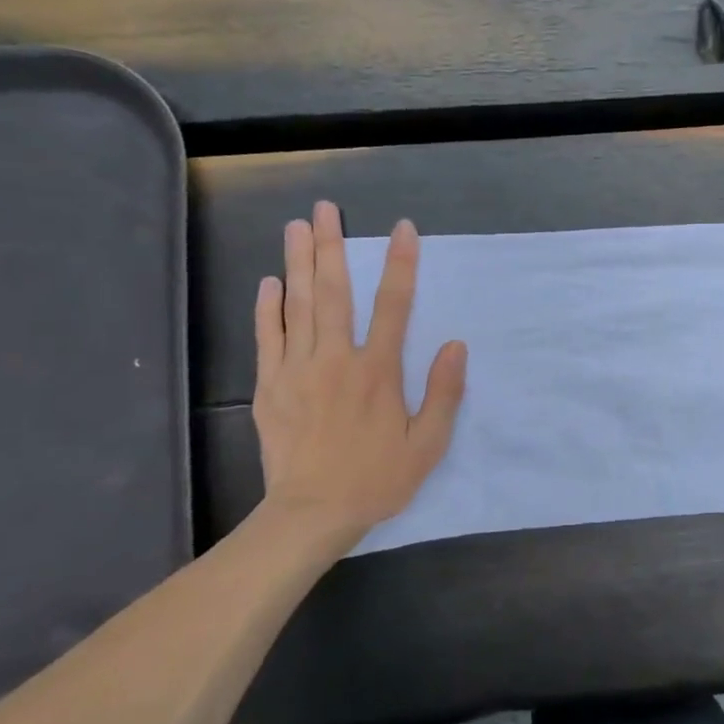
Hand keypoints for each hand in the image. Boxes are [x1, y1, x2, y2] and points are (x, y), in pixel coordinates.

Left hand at [252, 201, 465, 553]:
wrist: (310, 514)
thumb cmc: (376, 479)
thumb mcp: (428, 444)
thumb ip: (444, 393)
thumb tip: (455, 345)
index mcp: (378, 371)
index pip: (393, 305)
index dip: (399, 264)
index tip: (401, 229)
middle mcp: (336, 360)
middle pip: (333, 292)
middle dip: (331, 246)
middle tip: (325, 209)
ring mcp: (297, 370)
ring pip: (297, 306)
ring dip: (298, 263)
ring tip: (296, 227)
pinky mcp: (269, 387)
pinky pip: (268, 337)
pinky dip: (268, 308)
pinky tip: (270, 282)